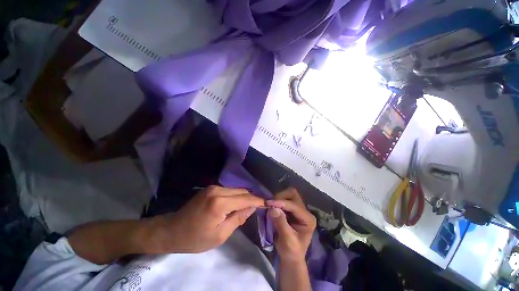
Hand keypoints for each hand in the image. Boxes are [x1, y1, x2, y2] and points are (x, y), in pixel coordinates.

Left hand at [149, 186, 264, 252]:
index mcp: (220, 203)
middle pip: (242, 191)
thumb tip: (252, 208)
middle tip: (261, 205)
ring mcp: (213, 187)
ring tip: (252, 205)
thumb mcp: (220, 234)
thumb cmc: (195, 238)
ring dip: (245, 196)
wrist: (172, 230)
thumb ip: (239, 218)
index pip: (245, 199)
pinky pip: (229, 190)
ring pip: (236, 189)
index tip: (268, 203)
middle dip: (252, 198)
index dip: (258, 201)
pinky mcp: (211, 188)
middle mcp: (218, 190)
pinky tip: (239, 202)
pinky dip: (237, 195)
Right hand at [267, 188, 315, 262]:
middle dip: (281, 197)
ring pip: (289, 195)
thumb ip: (281, 223)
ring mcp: (298, 209)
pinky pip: (284, 199)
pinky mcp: (292, 210)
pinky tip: (272, 206)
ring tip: (271, 205)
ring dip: (279, 198)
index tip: (269, 203)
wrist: (291, 257)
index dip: (282, 203)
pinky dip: (277, 201)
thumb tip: (273, 208)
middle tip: (271, 204)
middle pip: (293, 195)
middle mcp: (305, 211)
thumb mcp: (287, 240)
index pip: (294, 206)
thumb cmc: (291, 251)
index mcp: (308, 219)